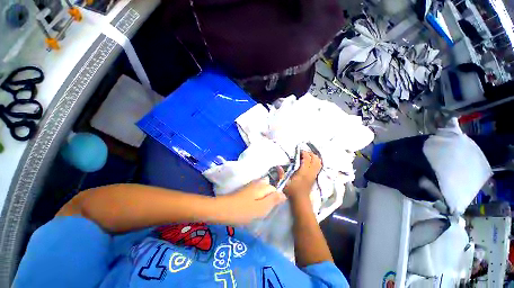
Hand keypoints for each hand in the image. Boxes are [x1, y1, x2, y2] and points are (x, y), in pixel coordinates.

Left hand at [217, 180, 286, 224]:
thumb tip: (284, 194)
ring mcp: (251, 186)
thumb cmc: (243, 210)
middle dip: (270, 198)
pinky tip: (253, 207)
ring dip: (263, 199)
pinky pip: (256, 192)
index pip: (275, 189)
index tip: (271, 209)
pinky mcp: (245, 190)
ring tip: (259, 210)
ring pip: (262, 190)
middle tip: (265, 210)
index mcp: (263, 186)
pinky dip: (257, 198)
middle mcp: (257, 183)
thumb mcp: (261, 208)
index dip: (276, 199)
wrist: (223, 210)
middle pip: (269, 188)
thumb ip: (273, 200)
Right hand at [283, 151, 321, 200]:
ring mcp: (313, 175)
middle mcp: (310, 172)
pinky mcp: (314, 177)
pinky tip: (311, 162)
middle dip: (311, 154)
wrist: (300, 200)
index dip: (304, 153)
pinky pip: (318, 167)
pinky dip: (316, 162)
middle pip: (315, 159)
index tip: (299, 151)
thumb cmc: (291, 191)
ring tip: (308, 156)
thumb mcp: (284, 182)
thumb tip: (278, 166)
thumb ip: (281, 174)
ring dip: (315, 158)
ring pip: (319, 163)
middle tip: (304, 152)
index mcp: (303, 172)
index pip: (307, 159)